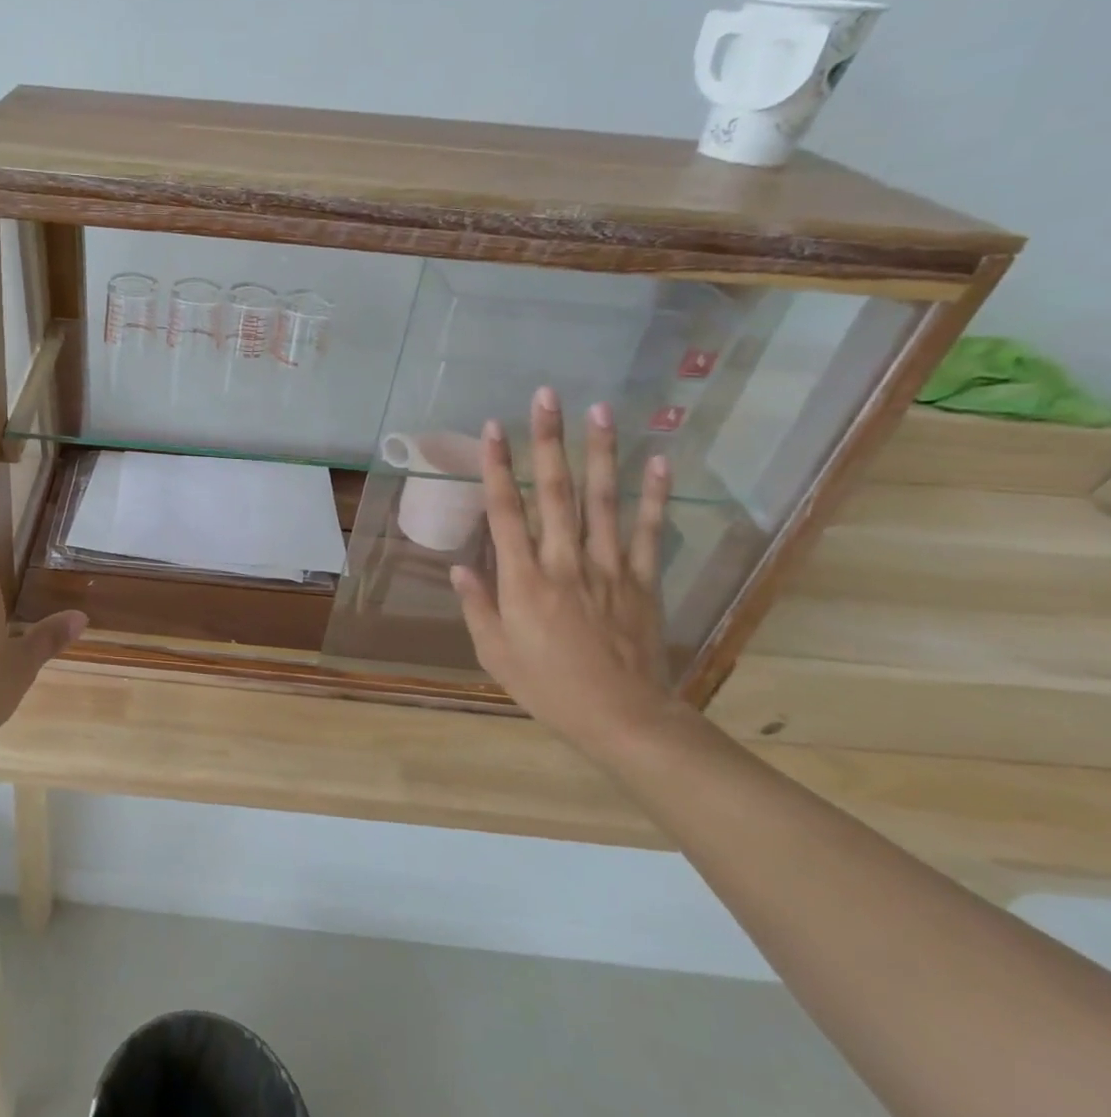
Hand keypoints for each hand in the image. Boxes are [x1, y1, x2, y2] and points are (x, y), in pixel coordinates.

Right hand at [449, 388, 692, 759]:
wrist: (625, 719)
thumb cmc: (549, 688)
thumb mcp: (495, 653)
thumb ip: (477, 606)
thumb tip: (457, 567)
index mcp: (523, 581)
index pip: (506, 512)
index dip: (498, 467)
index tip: (493, 428)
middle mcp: (565, 562)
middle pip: (555, 492)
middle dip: (548, 441)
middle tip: (548, 397)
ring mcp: (609, 568)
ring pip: (603, 501)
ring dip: (600, 453)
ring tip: (599, 411)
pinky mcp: (642, 580)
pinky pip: (648, 531)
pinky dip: (654, 496)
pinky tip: (659, 461)